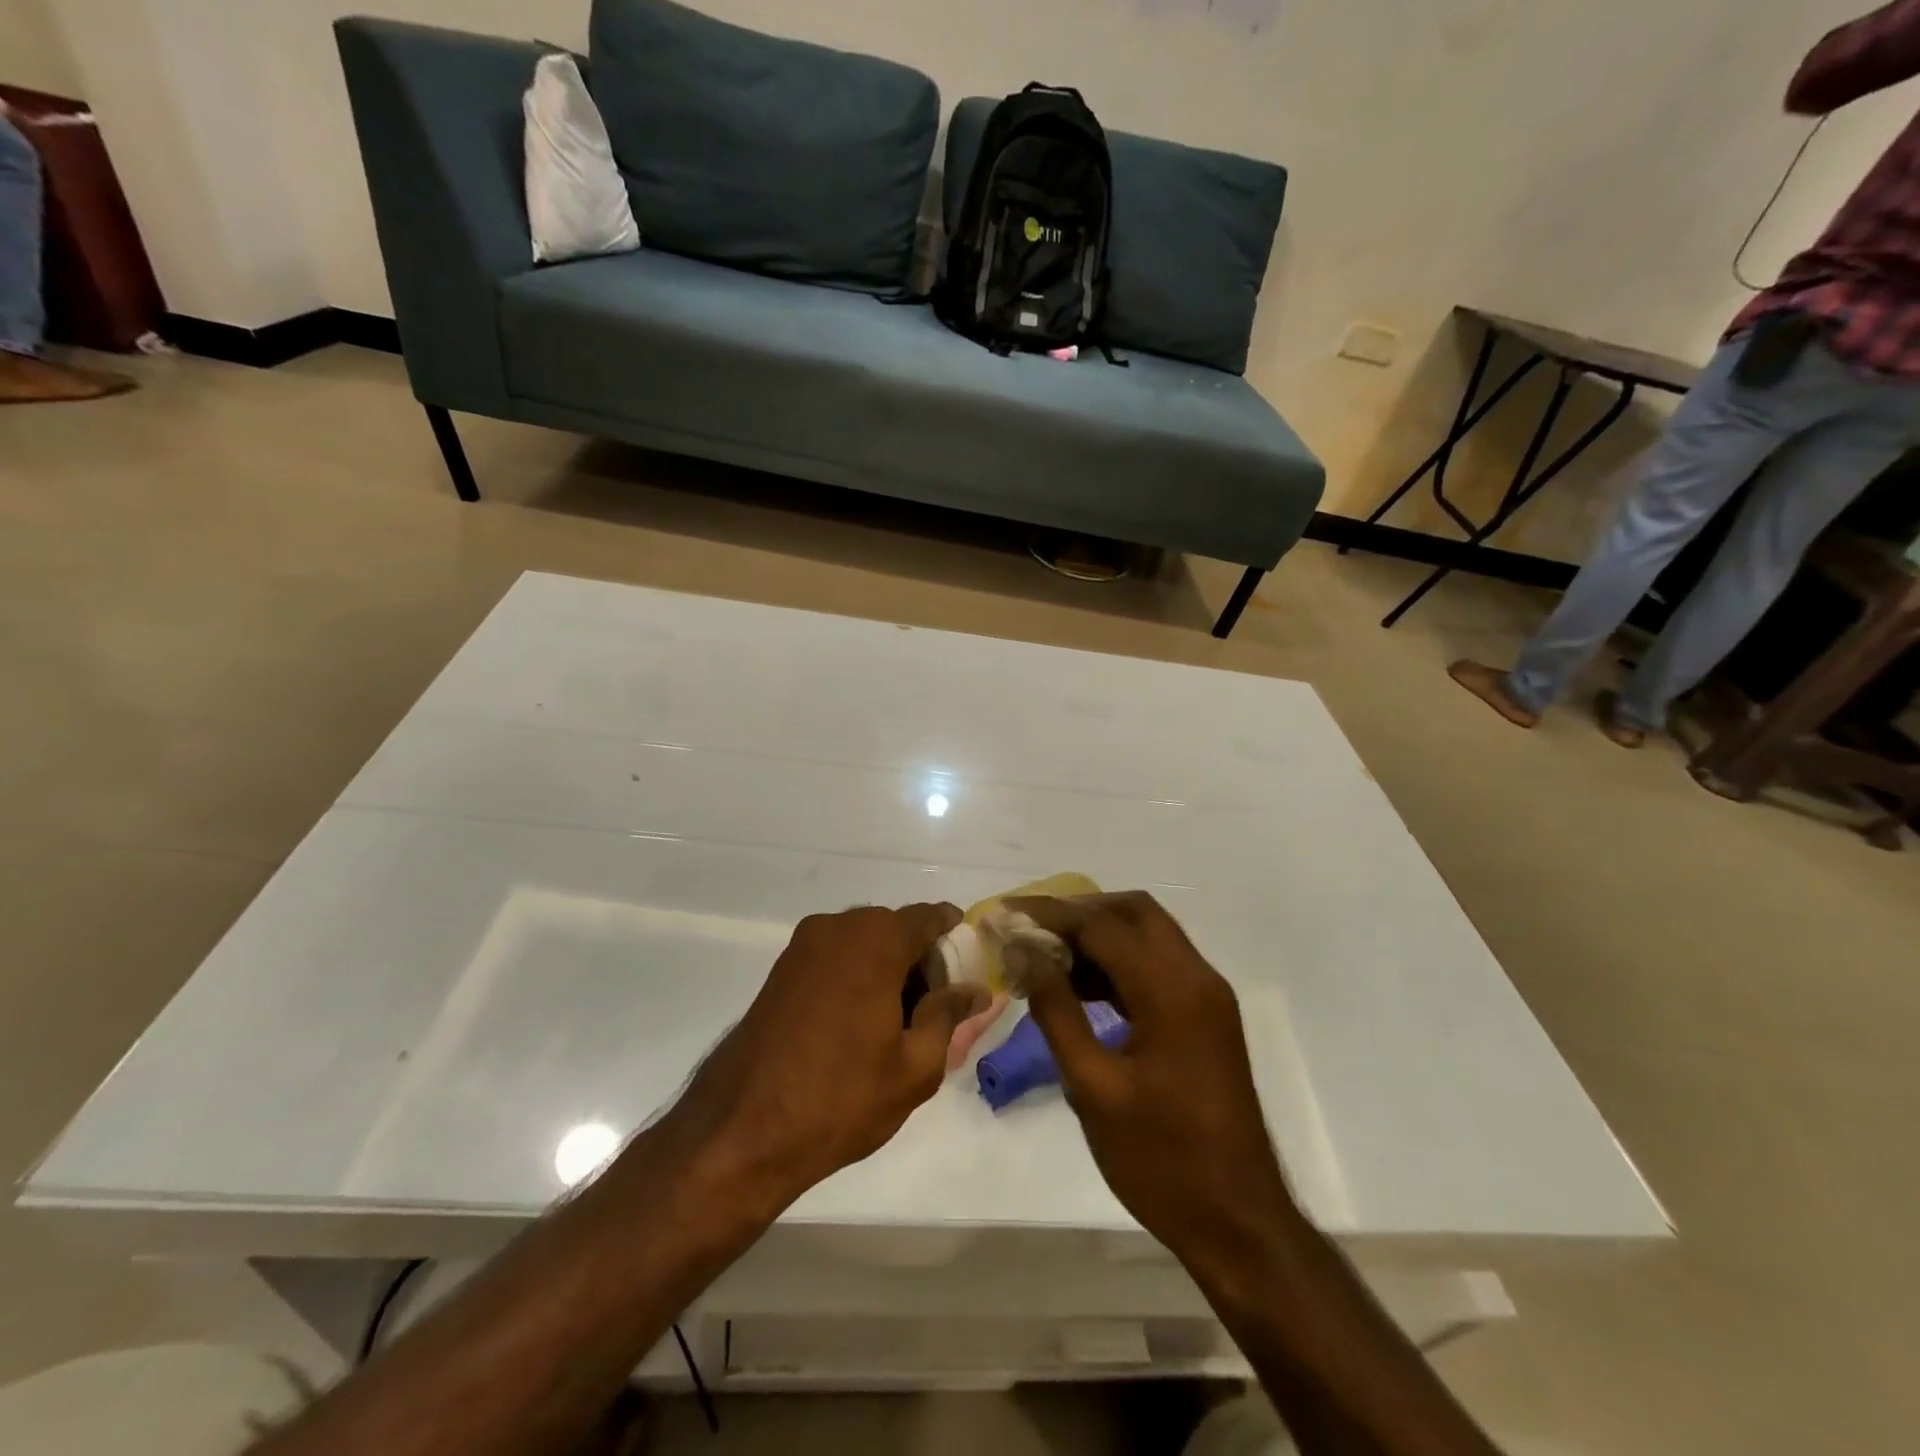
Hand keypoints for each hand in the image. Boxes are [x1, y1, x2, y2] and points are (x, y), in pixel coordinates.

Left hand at [673, 904, 988, 1207]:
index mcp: (876, 939)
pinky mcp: (781, 969)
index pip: (933, 917)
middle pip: (897, 929)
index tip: (966, 980)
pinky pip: (836, 959)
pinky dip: (857, 978)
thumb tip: (977, 990)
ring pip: (865, 945)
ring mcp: (803, 946)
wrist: (741, 1131)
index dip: (956, 943)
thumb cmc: (841, 1097)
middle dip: (922, 963)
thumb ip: (950, 1015)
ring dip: (889, 972)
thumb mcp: (915, 1065)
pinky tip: (858, 1029)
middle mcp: (838, 927)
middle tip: (934, 1016)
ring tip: (897, 1030)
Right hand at [1008, 892, 1298, 1275]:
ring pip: (1149, 935)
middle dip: (1079, 912)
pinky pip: (1158, 965)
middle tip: (1031, 931)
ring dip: (1099, 935)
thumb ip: (1056, 1010)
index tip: (1005, 915)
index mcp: (1172, 991)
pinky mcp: (1206, 1016)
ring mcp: (1207, 996)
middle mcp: (1197, 977)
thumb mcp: (1093, 1087)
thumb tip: (1025, 953)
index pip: (1102, 925)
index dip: (1049, 915)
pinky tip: (1080, 986)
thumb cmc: (1160, 1160)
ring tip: (1046, 958)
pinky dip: (1119, 962)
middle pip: (1134, 912)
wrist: (1239, 1222)